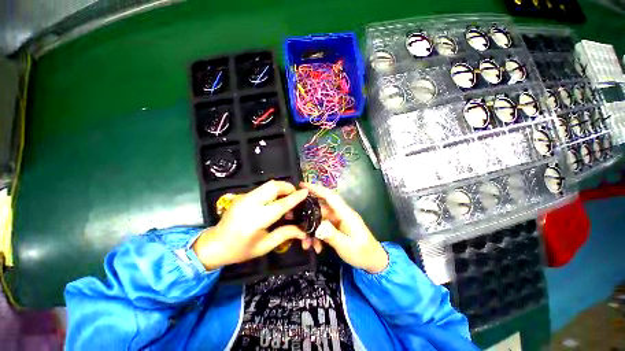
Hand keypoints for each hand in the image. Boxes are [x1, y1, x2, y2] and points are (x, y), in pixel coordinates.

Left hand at [193, 180, 308, 269]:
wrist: (214, 245)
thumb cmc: (240, 250)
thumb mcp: (264, 246)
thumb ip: (285, 234)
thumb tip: (303, 230)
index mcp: (256, 220)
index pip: (280, 204)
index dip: (295, 197)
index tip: (305, 192)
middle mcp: (249, 204)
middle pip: (273, 186)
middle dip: (288, 187)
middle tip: (295, 195)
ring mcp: (244, 198)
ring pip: (268, 185)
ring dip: (281, 188)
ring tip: (287, 198)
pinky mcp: (242, 195)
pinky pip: (262, 189)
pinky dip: (273, 191)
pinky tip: (275, 201)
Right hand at [301, 182, 388, 273]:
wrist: (373, 261)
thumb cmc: (363, 253)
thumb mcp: (347, 246)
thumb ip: (332, 236)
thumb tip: (318, 227)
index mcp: (346, 214)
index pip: (330, 196)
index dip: (317, 189)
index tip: (302, 185)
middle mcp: (340, 214)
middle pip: (321, 208)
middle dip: (307, 214)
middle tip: (293, 217)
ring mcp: (338, 221)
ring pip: (319, 219)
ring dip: (311, 229)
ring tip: (306, 243)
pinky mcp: (336, 228)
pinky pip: (322, 227)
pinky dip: (317, 235)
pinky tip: (315, 247)